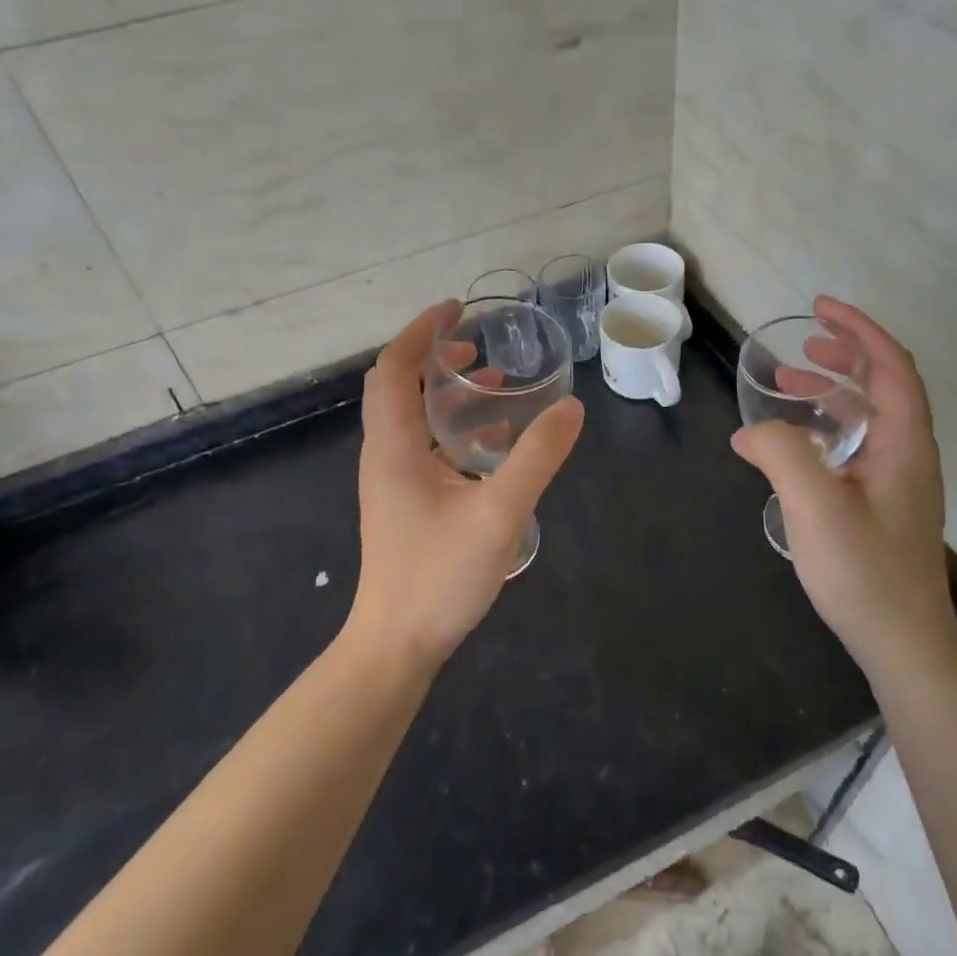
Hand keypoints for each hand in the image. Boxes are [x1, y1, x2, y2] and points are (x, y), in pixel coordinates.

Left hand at [349, 300, 585, 672]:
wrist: (396, 646)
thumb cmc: (439, 576)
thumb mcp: (499, 512)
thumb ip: (537, 458)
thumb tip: (571, 408)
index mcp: (394, 445)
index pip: (395, 368)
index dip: (420, 331)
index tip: (455, 309)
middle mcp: (385, 454)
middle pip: (399, 387)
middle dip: (434, 357)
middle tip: (477, 346)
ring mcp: (393, 481)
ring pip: (413, 418)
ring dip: (446, 393)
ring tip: (492, 383)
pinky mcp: (405, 503)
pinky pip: (426, 447)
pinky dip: (454, 429)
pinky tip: (494, 441)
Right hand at [731, 296, 953, 675]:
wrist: (902, 643)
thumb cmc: (864, 570)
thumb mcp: (813, 504)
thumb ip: (781, 454)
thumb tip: (751, 432)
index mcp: (904, 443)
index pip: (891, 366)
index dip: (858, 329)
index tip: (820, 309)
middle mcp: (908, 454)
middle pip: (884, 385)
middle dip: (844, 355)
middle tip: (802, 345)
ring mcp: (898, 481)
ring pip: (868, 417)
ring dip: (831, 392)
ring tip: (787, 386)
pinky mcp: (883, 504)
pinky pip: (856, 446)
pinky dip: (826, 428)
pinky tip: (792, 446)